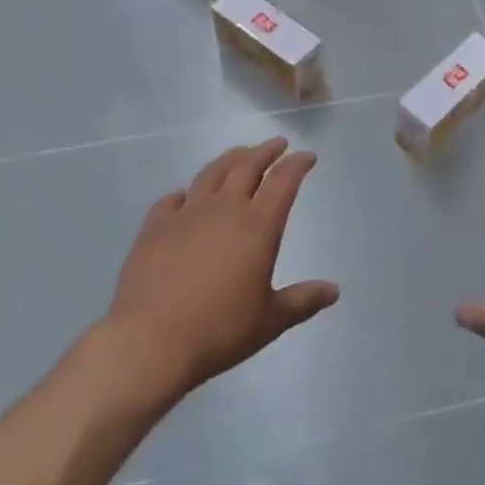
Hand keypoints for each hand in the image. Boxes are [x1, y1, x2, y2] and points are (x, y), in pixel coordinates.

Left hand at [107, 137, 338, 397]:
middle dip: (266, 151)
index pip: (283, 181)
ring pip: (211, 173)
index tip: (308, 156)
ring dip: (230, 159)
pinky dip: (185, 192)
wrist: (151, 341)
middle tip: (278, 144)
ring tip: (239, 154)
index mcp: (258, 226)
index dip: (298, 164)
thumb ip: (303, 301)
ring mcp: (186, 214)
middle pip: (248, 166)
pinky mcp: (154, 227)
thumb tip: (334, 290)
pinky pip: (172, 199)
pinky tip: (185, 196)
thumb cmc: (219, 330)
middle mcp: (224, 208)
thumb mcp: (270, 321)